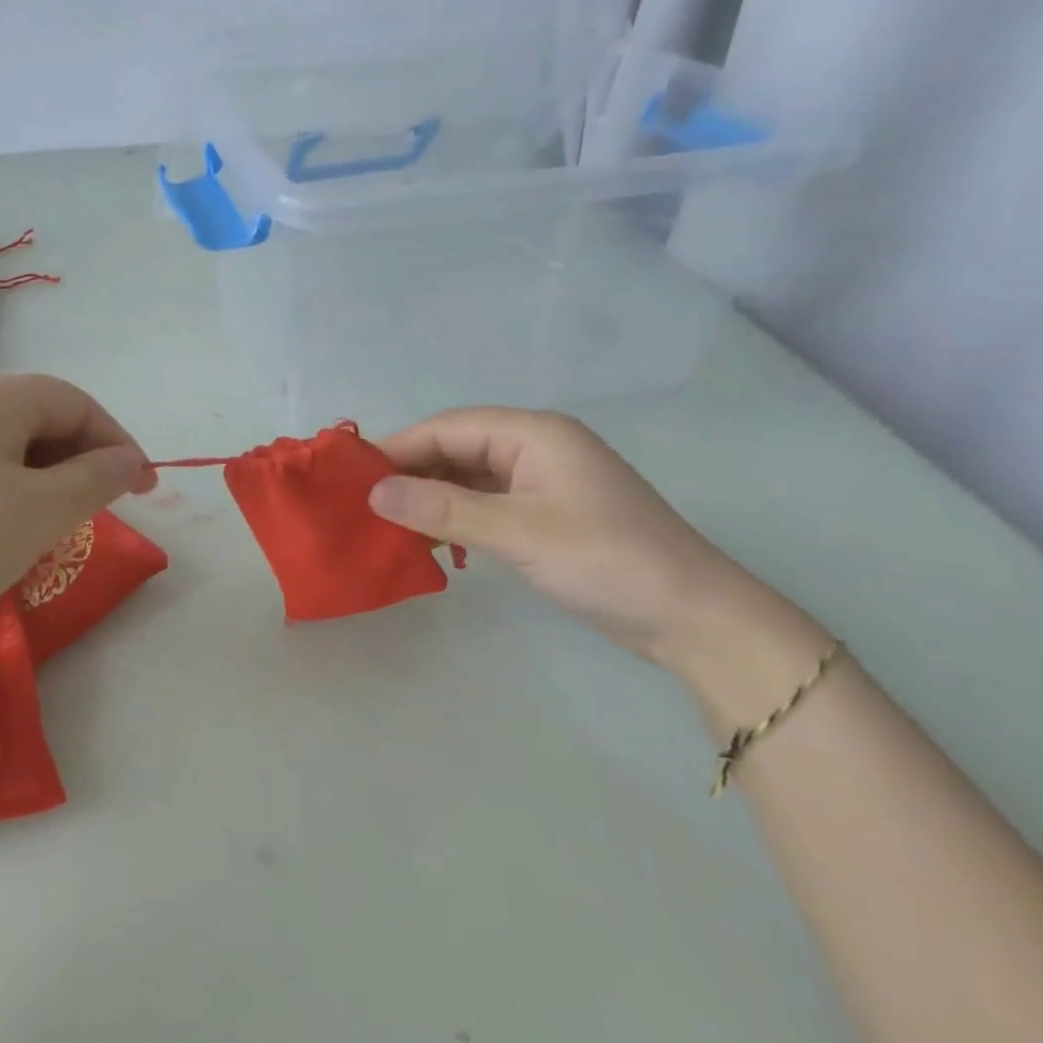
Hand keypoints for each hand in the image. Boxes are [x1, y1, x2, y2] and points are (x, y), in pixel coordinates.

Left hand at [0, 375, 154, 643]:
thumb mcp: (43, 510)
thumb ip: (97, 479)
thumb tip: (129, 461)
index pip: (75, 402)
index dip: (118, 440)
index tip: (144, 488)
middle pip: (41, 420)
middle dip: (83, 461)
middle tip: (102, 509)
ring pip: (11, 450)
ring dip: (49, 481)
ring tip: (58, 526)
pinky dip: (12, 496)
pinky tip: (7, 535)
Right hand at [370, 408, 758, 667]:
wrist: (691, 617)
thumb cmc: (605, 561)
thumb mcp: (517, 532)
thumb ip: (443, 509)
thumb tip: (374, 493)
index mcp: (534, 434)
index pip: (449, 426)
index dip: (398, 447)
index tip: (351, 477)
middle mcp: (537, 447)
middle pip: (457, 447)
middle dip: (411, 473)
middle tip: (363, 505)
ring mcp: (543, 482)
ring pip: (469, 477)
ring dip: (431, 498)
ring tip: (387, 525)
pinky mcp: (547, 514)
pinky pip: (486, 503)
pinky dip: (456, 518)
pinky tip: (431, 541)